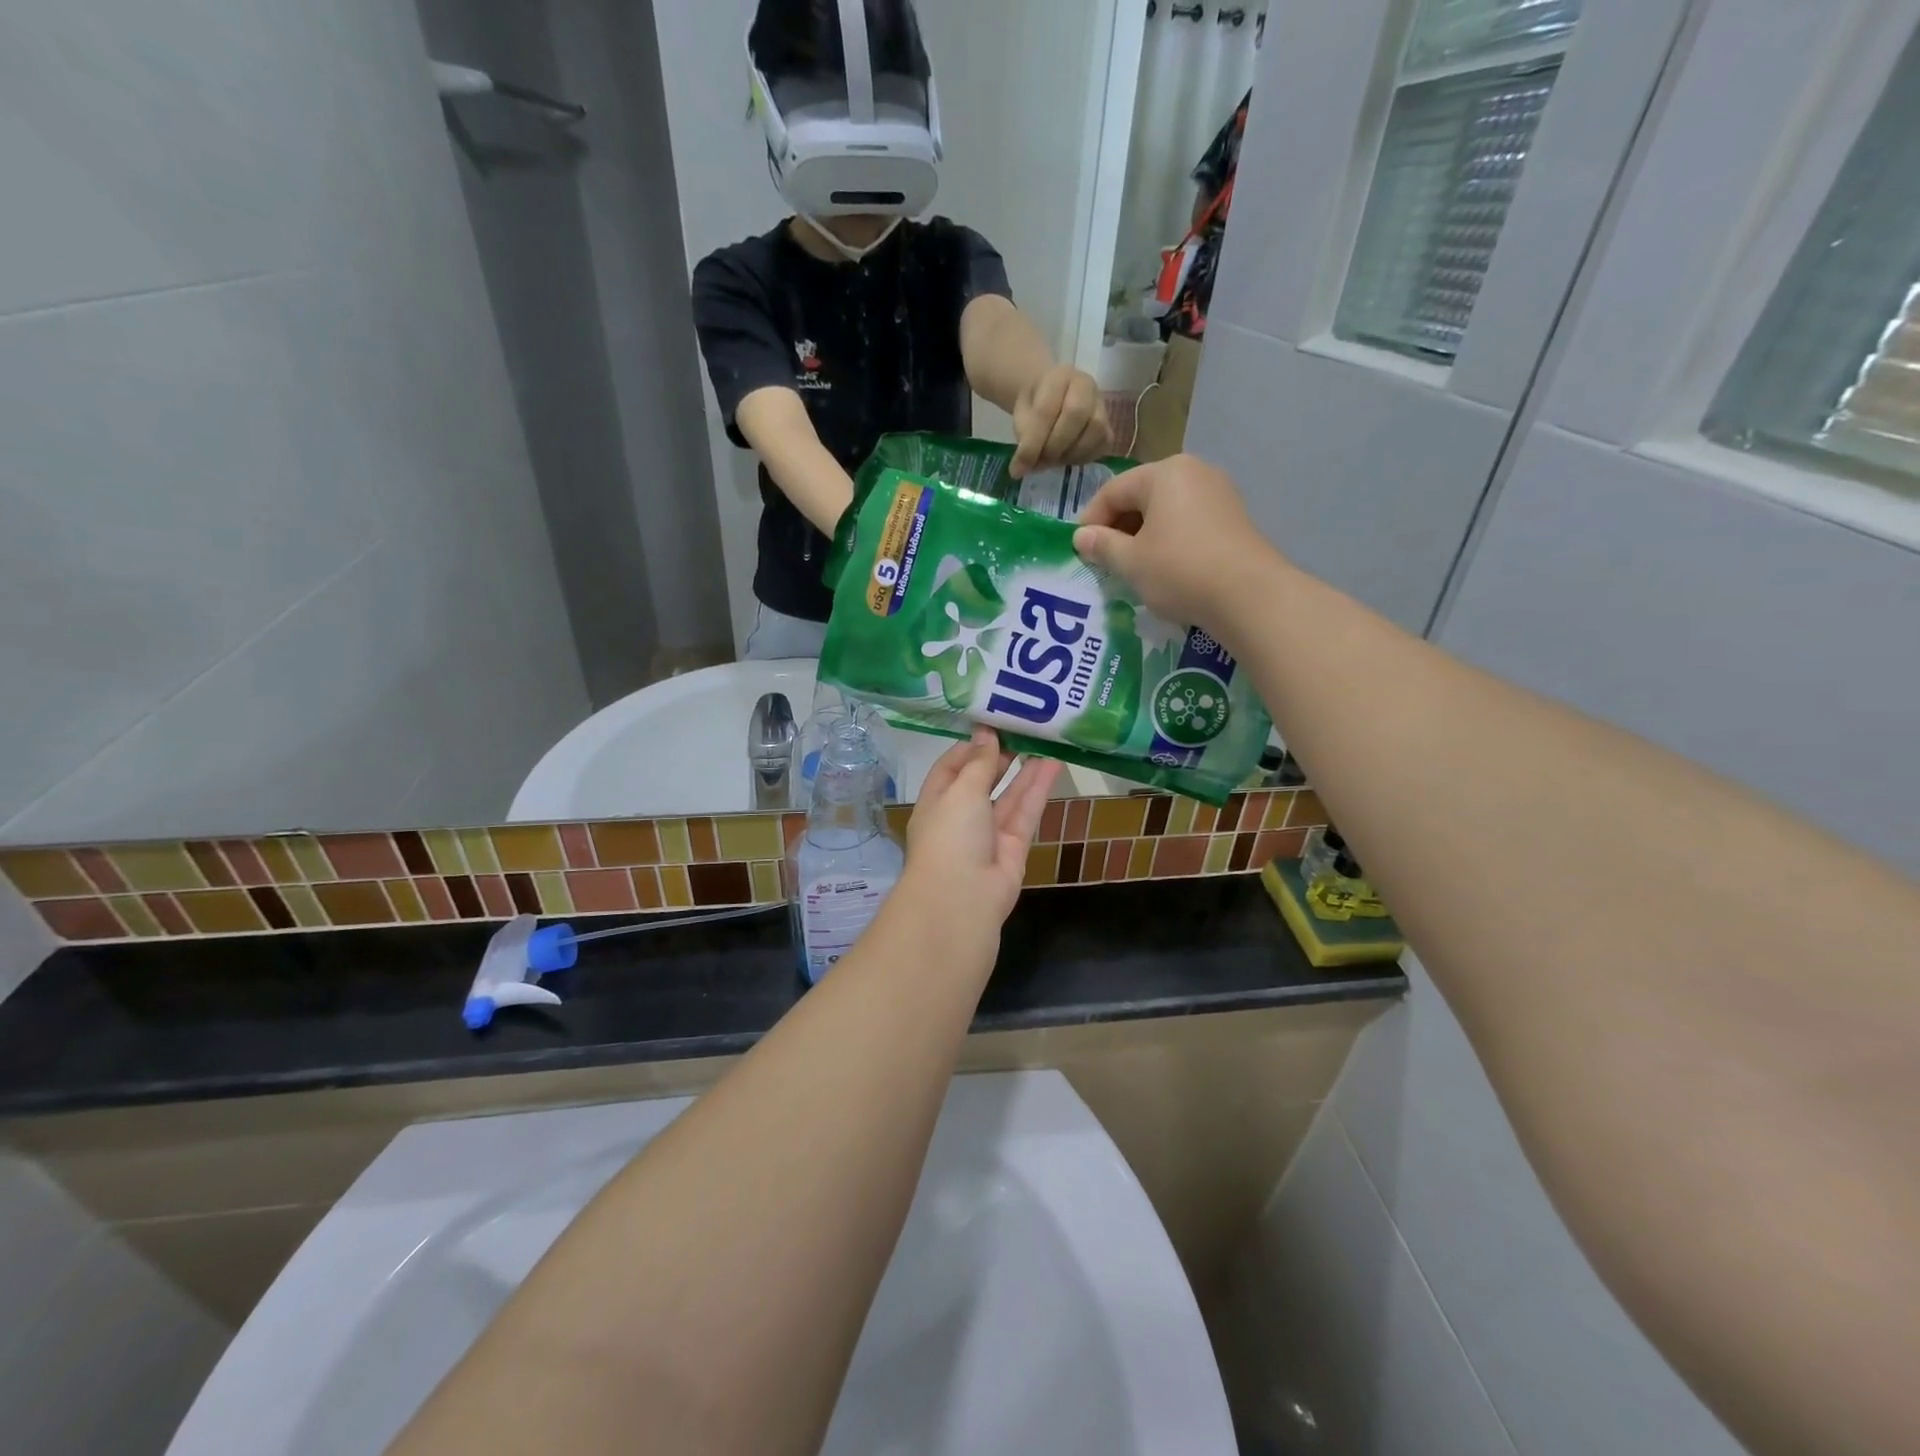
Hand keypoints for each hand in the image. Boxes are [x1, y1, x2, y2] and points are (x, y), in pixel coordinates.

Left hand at [904, 731, 1061, 929]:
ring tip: (1044, 739)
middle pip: (981, 782)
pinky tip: (1053, 764)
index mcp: (935, 803)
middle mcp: (960, 817)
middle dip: (1000, 757)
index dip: (970, 747)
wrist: (962, 899)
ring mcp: (988, 835)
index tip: (992, 724)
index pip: (950, 768)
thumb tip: (985, 733)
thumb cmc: (950, 836)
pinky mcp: (1014, 848)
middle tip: (1023, 729)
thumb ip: (979, 763)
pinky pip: (1025, 813)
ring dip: (1024, 770)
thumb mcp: (961, 790)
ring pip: (1008, 797)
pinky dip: (1038, 789)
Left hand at [1010, 364, 1112, 478]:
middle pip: (1076, 415)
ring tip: (1052, 460)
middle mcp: (1086, 385)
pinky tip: (1067, 458)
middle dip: (1053, 447)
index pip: (1046, 411)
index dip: (1032, 444)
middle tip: (1040, 461)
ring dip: (1069, 455)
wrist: (1054, 397)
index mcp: (1059, 376)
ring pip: (1094, 432)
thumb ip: (1023, 437)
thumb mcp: (1022, 414)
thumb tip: (1021, 470)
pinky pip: (1101, 447)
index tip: (1017, 468)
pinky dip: (1082, 459)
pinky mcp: (1109, 427)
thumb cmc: (1036, 405)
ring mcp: (1102, 406)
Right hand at [1072, 453, 1277, 633]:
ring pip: (1165, 508)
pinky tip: (1164, 566)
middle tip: (1105, 559)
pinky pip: (1188, 520)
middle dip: (1118, 526)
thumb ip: (1102, 546)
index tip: (1081, 550)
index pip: (1112, 490)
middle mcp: (1192, 471)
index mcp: (1163, 473)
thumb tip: (1081, 537)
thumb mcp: (1131, 562)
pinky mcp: (1233, 516)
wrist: (1249, 595)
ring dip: (1143, 534)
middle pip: (1141, 495)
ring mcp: (1218, 492)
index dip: (1091, 520)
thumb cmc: (1180, 571)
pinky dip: (1168, 538)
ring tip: (1133, 565)